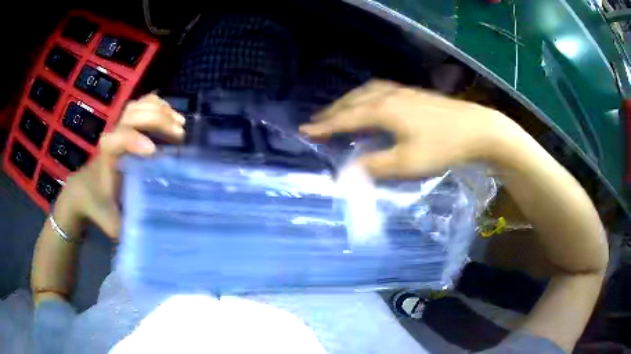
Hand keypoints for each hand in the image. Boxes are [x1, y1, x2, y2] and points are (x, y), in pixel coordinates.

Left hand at [55, 94, 184, 238]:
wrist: (83, 190)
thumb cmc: (98, 205)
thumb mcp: (110, 222)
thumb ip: (127, 229)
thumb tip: (154, 238)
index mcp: (107, 158)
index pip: (117, 139)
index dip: (133, 140)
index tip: (154, 152)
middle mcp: (112, 137)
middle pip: (132, 115)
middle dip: (156, 119)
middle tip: (179, 134)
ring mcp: (119, 129)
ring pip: (136, 106)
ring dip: (159, 110)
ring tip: (179, 123)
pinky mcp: (125, 126)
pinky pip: (139, 106)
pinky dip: (156, 104)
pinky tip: (170, 113)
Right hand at [299, 80, 516, 177]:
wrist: (477, 129)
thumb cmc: (442, 146)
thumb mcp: (407, 164)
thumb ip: (374, 167)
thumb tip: (347, 172)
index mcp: (383, 110)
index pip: (346, 118)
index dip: (324, 125)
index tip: (305, 130)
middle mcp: (389, 96)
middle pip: (353, 100)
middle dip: (333, 110)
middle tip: (317, 120)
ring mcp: (403, 92)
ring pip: (367, 92)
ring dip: (349, 101)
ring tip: (340, 110)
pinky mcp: (414, 94)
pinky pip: (380, 90)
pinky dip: (366, 96)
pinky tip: (371, 102)